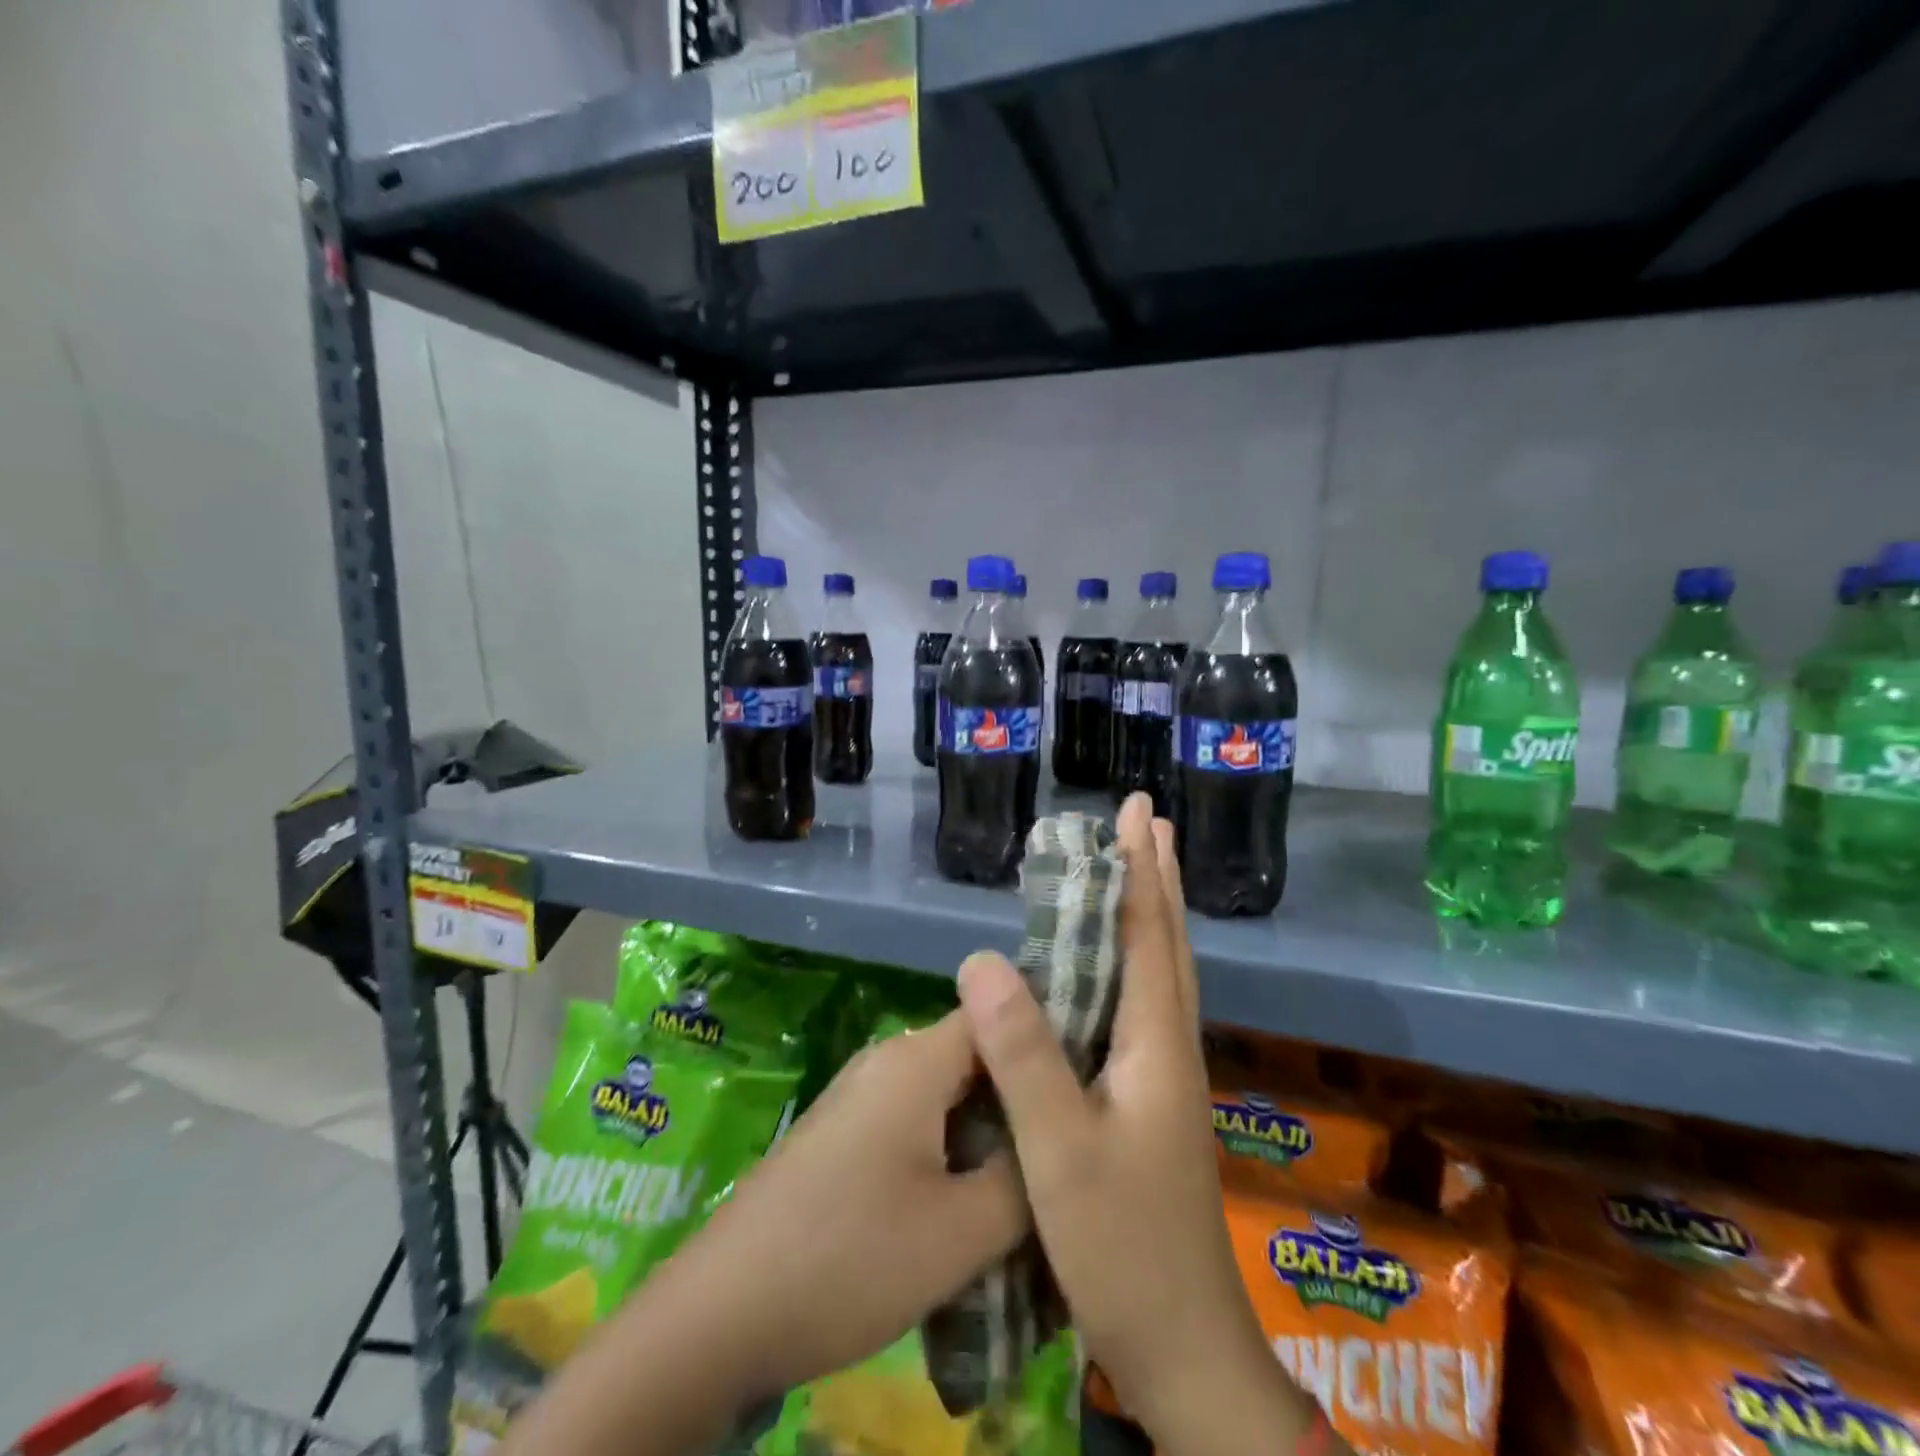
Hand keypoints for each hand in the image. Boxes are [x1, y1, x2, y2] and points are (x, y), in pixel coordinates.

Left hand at [500, 1010, 1027, 1455]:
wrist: (721, 1312)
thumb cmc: (849, 1258)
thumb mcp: (962, 1232)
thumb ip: (1028, 1177)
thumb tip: (1064, 1139)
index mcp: (919, 1058)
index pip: (1003, 1015)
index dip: (1052, 1043)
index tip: (1097, 1083)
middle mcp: (890, 1058)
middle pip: (978, 1054)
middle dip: (1025, 1095)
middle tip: (1074, 1144)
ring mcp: (862, 1092)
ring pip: (949, 1092)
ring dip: (990, 1129)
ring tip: (1034, 1179)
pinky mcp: (845, 1130)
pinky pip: (918, 1118)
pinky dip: (953, 1145)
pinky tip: (972, 1198)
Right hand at [956, 793, 1338, 1455]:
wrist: (1186, 1349)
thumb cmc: (1123, 1248)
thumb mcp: (1059, 1151)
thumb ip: (1024, 1056)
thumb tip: (982, 959)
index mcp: (1156, 1044)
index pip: (1150, 934)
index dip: (1140, 869)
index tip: (1137, 811)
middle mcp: (1169, 1047)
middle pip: (1168, 943)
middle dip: (1157, 877)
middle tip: (1149, 822)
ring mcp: (1164, 1077)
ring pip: (1160, 973)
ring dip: (1150, 913)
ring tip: (1137, 870)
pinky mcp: (1150, 1101)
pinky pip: (1141, 1006)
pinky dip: (1133, 961)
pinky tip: (1111, 969)